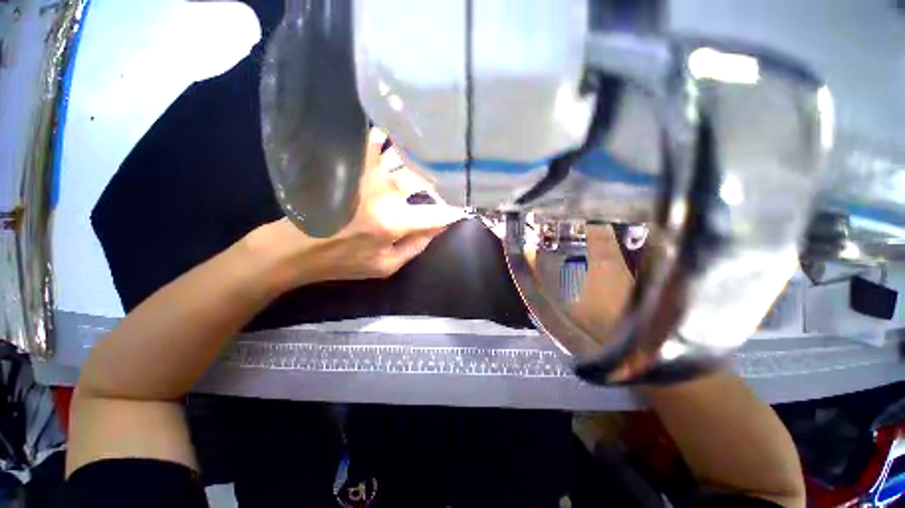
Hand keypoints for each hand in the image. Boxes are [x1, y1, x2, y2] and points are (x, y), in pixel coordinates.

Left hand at [245, 129, 465, 290]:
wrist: (295, 249)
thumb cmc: (343, 262)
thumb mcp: (386, 266)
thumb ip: (416, 246)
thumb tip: (439, 227)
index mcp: (395, 222)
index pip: (437, 214)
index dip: (455, 209)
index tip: (466, 205)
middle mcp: (385, 193)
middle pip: (424, 178)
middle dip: (443, 176)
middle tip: (453, 172)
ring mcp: (366, 174)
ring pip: (403, 154)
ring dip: (421, 152)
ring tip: (434, 148)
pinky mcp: (349, 164)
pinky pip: (374, 141)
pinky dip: (389, 136)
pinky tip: (398, 133)